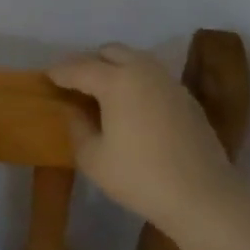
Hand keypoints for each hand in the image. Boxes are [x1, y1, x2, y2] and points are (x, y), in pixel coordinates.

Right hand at [48, 44, 238, 234]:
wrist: (203, 197)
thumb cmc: (140, 178)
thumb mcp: (93, 158)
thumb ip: (77, 127)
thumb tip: (74, 110)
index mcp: (116, 81)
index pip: (79, 68)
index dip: (59, 72)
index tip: (46, 77)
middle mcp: (143, 71)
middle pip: (109, 52)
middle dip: (88, 62)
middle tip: (74, 83)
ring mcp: (168, 82)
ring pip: (134, 60)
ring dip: (114, 68)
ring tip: (101, 92)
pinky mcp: (186, 97)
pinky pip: (152, 77)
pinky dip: (136, 82)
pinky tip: (131, 106)